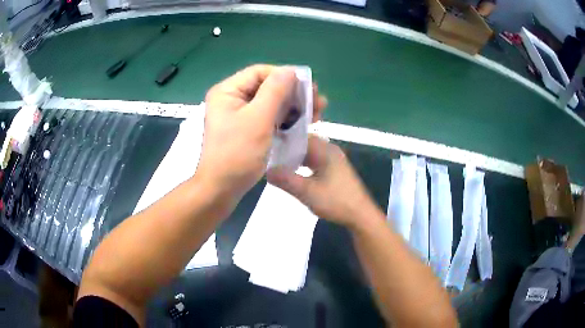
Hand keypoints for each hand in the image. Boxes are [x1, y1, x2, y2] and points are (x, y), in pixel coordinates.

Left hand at [197, 64, 326, 200]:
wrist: (222, 189)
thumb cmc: (237, 153)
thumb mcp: (258, 119)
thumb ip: (275, 91)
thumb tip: (290, 71)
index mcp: (228, 91)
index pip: (260, 72)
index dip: (285, 75)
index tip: (307, 86)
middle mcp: (232, 99)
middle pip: (267, 87)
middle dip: (293, 93)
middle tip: (318, 100)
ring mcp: (240, 115)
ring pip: (271, 102)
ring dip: (294, 106)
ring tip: (318, 112)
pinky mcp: (247, 128)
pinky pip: (269, 117)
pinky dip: (286, 118)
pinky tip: (304, 122)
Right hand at [267, 135, 377, 228]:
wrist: (360, 215)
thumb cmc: (335, 201)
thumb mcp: (307, 191)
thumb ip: (286, 180)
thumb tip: (267, 171)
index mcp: (325, 150)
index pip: (300, 136)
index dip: (283, 140)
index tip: (268, 146)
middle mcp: (330, 150)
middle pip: (304, 144)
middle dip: (287, 150)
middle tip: (270, 157)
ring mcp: (333, 160)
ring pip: (309, 154)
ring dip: (295, 159)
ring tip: (278, 166)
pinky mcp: (335, 171)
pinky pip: (315, 162)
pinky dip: (303, 166)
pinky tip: (294, 174)